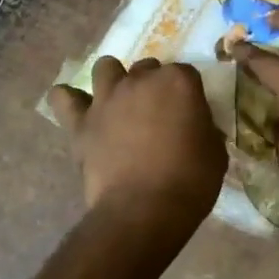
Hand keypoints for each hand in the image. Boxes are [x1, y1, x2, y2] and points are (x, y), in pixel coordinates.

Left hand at [47, 56, 225, 230]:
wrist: (143, 210)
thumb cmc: (190, 182)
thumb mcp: (215, 153)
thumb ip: (204, 129)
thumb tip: (195, 127)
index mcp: (178, 82)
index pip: (187, 73)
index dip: (189, 94)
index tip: (191, 114)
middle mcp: (140, 80)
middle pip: (147, 68)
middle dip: (153, 85)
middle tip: (158, 113)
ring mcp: (106, 98)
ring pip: (106, 67)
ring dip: (114, 79)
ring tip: (120, 102)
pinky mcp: (81, 122)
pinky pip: (63, 98)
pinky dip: (68, 99)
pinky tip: (76, 108)